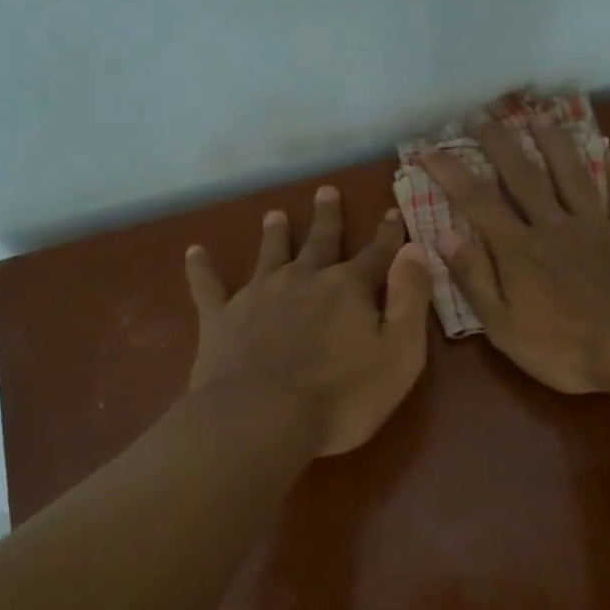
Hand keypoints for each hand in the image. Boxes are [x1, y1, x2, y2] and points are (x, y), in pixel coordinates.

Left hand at [185, 186, 432, 455]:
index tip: (390, 212)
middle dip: (327, 217)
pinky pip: (208, 286)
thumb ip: (411, 298)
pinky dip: (201, 268)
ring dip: (274, 234)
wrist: (262, 418)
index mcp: (349, 288)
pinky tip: (194, 252)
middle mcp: (304, 279)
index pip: (376, 253)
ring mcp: (258, 295)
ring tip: (274, 214)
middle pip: (320, 241)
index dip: (387, 234)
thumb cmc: (342, 395)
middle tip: (326, 191)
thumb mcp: (400, 352)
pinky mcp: (221, 319)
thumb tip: (415, 249)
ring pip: (269, 254)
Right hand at [421, 115, 609, 393]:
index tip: (428, 147)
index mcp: (520, 250)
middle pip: (523, 177)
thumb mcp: (504, 327)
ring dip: (553, 144)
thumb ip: (475, 279)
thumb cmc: (566, 348)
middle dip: (499, 144)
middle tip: (481, 114)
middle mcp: (555, 226)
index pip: (477, 202)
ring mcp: (597, 227)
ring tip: (538, 116)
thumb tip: (443, 235)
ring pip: (571, 175)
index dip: (451, 172)